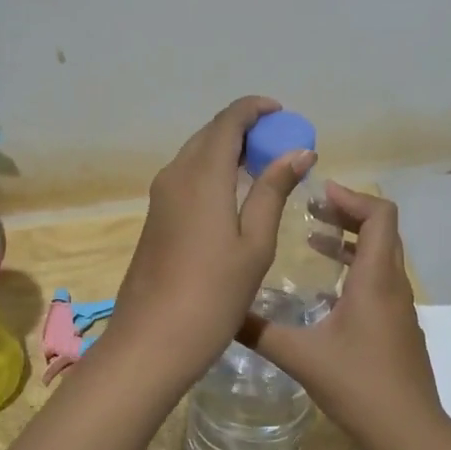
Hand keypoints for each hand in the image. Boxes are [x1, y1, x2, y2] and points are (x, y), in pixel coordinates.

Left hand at [104, 96, 315, 386]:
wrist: (152, 340)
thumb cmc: (213, 294)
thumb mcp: (254, 243)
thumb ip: (273, 191)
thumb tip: (299, 151)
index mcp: (201, 175)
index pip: (227, 121)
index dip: (254, 109)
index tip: (282, 113)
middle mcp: (175, 175)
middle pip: (209, 135)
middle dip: (244, 130)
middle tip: (279, 144)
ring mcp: (160, 197)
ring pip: (196, 155)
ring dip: (227, 151)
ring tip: (263, 167)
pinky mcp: (155, 218)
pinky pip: (187, 177)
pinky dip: (213, 172)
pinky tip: (234, 195)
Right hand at [241, 184, 444, 449]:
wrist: (410, 433)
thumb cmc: (359, 387)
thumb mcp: (301, 357)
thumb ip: (259, 332)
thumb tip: (221, 312)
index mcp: (375, 279)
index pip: (380, 215)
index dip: (352, 197)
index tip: (318, 194)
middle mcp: (393, 285)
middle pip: (381, 230)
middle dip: (347, 213)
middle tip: (310, 210)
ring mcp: (400, 308)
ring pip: (381, 257)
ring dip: (350, 242)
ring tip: (313, 239)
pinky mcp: (399, 328)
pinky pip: (380, 281)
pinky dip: (355, 269)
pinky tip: (325, 291)